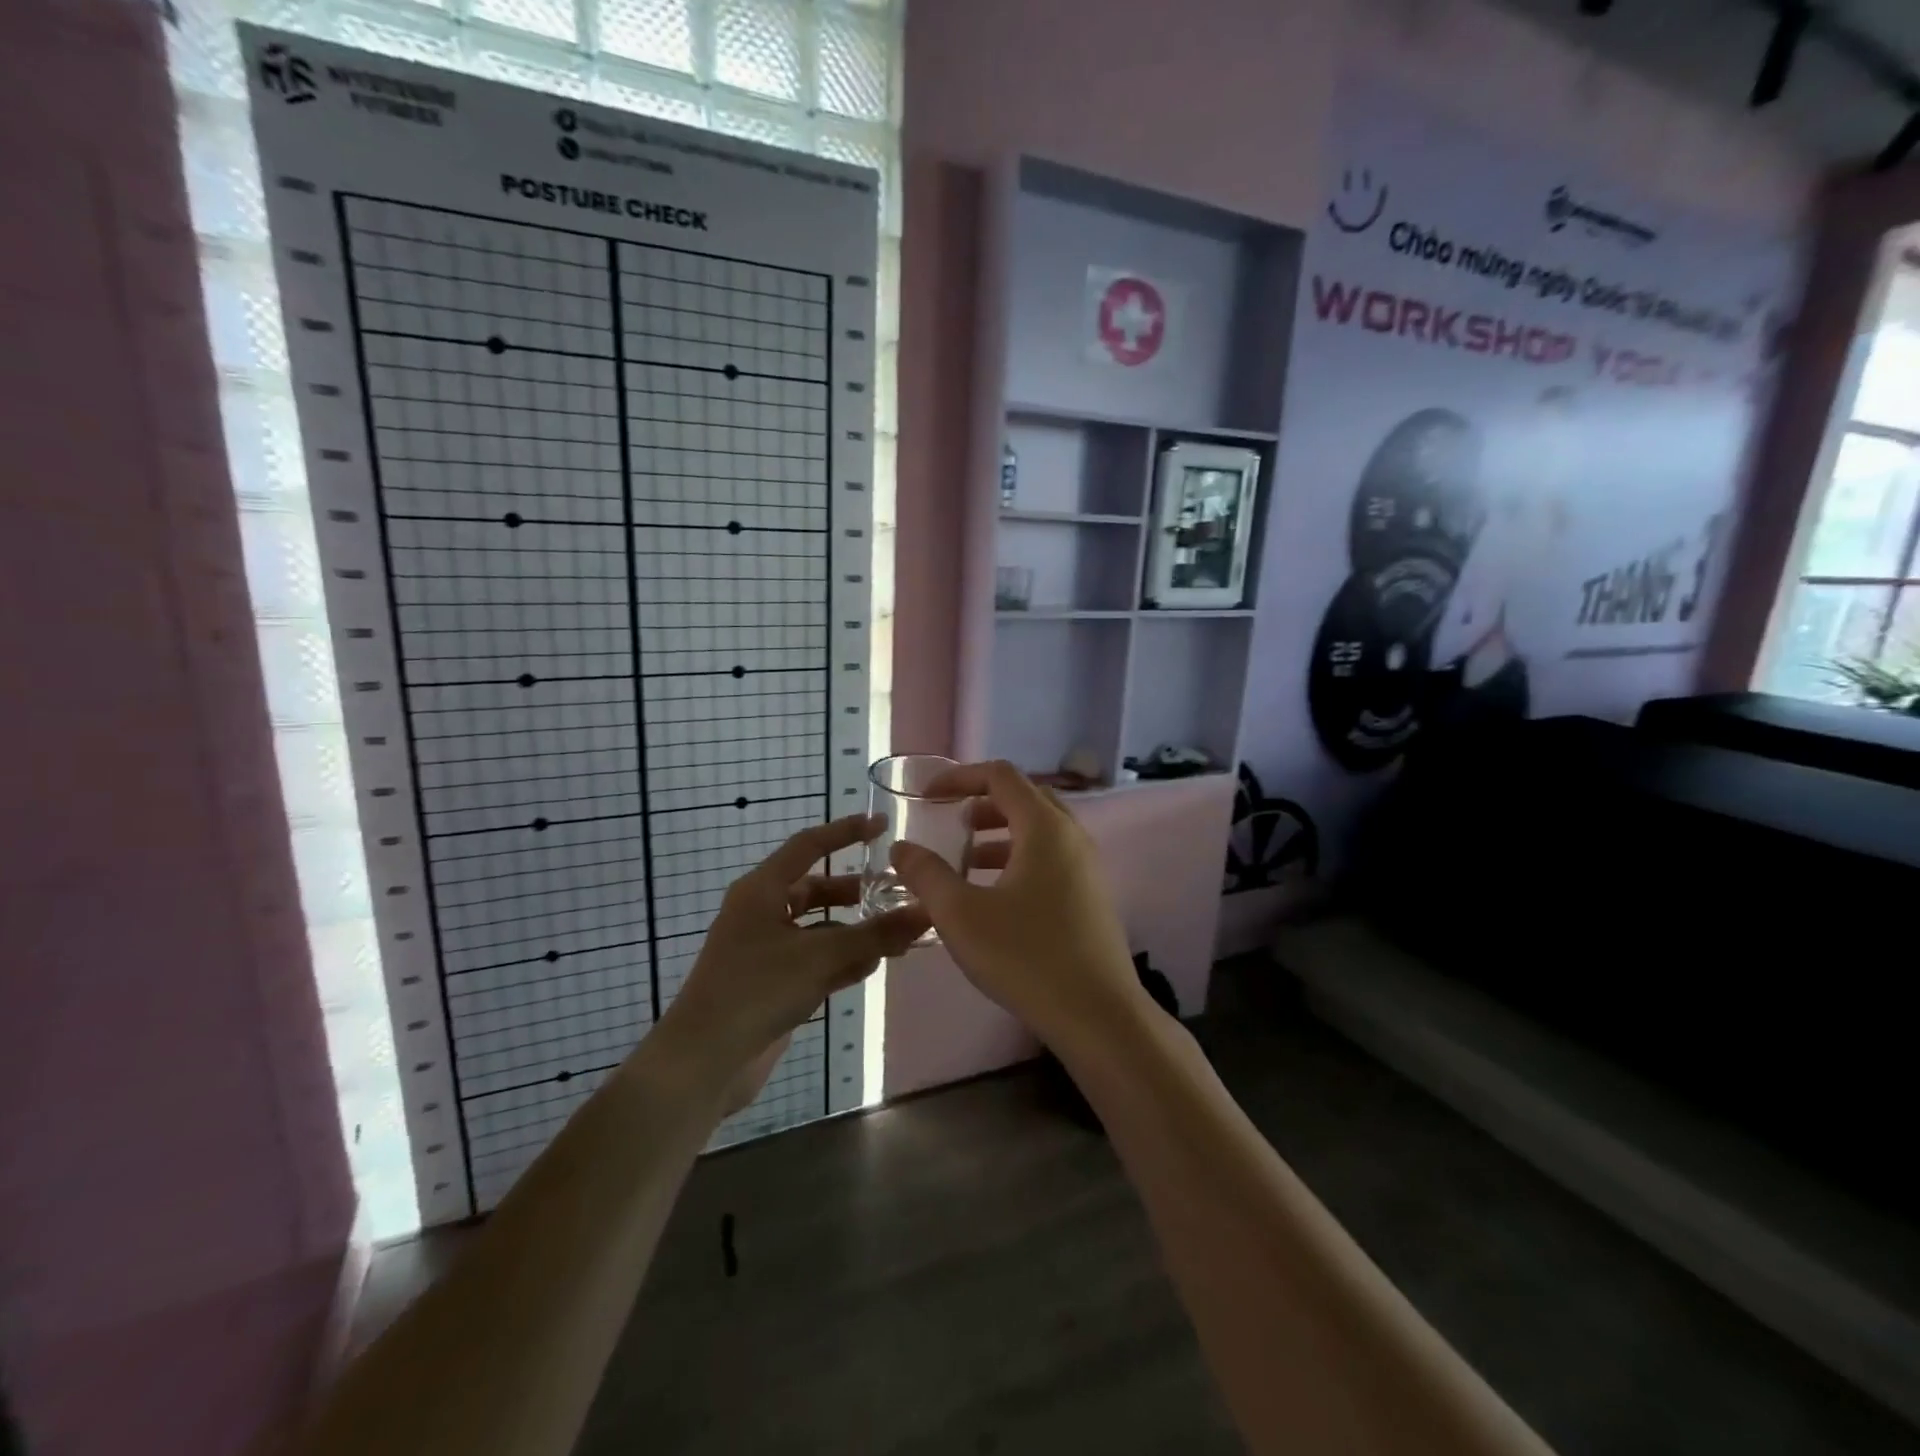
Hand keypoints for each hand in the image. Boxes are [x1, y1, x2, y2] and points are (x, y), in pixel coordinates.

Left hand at [653, 815, 928, 1095]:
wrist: (702, 1062)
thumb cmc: (756, 991)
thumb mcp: (821, 957)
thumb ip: (875, 934)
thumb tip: (925, 911)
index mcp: (761, 890)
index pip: (809, 846)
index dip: (846, 832)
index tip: (883, 825)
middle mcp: (761, 912)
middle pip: (816, 889)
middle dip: (856, 893)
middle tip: (897, 895)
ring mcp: (764, 949)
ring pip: (818, 927)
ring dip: (854, 931)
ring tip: (896, 937)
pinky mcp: (770, 982)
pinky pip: (813, 959)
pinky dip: (840, 959)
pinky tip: (871, 967)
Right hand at [889, 761, 1143, 1049]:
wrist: (1098, 1016)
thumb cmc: (1026, 956)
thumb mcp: (961, 914)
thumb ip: (926, 875)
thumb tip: (901, 848)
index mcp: (1044, 828)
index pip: (1001, 776)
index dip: (960, 777)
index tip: (927, 797)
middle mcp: (1072, 836)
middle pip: (1024, 798)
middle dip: (982, 803)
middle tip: (950, 822)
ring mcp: (1087, 867)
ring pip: (1039, 831)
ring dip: (1000, 834)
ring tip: (967, 860)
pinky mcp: (1091, 896)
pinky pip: (1051, 858)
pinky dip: (1019, 859)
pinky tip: (996, 896)